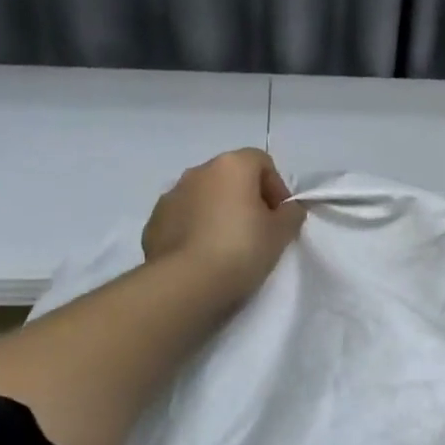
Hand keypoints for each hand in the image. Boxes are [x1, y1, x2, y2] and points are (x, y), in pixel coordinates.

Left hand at [142, 149, 305, 304]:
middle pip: (230, 177)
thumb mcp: (281, 233)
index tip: (279, 216)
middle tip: (257, 231)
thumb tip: (287, 209)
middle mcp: (198, 172)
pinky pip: (183, 218)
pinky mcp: (154, 222)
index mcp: (231, 166)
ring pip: (204, 196)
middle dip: (246, 198)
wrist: (185, 282)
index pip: (262, 162)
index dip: (276, 187)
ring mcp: (171, 195)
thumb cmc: (241, 249)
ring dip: (218, 212)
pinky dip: (195, 228)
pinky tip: (203, 255)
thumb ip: (291, 214)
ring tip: (227, 245)